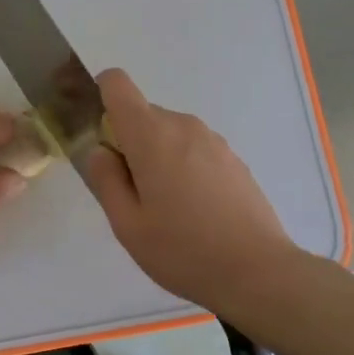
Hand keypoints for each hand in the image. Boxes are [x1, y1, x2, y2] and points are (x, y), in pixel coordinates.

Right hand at [80, 69, 297, 317]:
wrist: (258, 271)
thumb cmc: (182, 250)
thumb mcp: (127, 223)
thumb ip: (105, 179)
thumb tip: (100, 149)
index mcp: (151, 135)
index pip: (116, 83)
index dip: (98, 96)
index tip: (95, 134)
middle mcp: (184, 126)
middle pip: (142, 114)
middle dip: (127, 143)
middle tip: (130, 194)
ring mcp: (213, 141)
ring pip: (168, 134)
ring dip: (156, 157)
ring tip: (164, 209)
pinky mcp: (233, 159)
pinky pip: (193, 150)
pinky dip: (182, 167)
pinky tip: (193, 211)